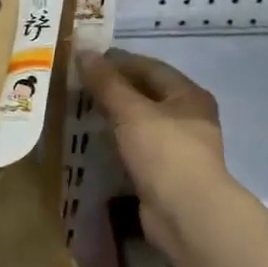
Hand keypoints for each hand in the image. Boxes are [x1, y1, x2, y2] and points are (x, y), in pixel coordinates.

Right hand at [78, 47, 229, 243]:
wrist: (187, 214)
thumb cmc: (164, 152)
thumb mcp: (131, 111)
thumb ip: (107, 82)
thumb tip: (84, 52)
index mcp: (188, 95)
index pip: (150, 67)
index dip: (118, 60)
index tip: (86, 59)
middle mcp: (188, 117)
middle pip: (146, 94)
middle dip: (114, 88)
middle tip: (79, 84)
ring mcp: (178, 148)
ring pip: (141, 122)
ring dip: (115, 116)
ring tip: (81, 110)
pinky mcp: (166, 173)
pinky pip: (137, 148)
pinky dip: (118, 141)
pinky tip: (95, 141)